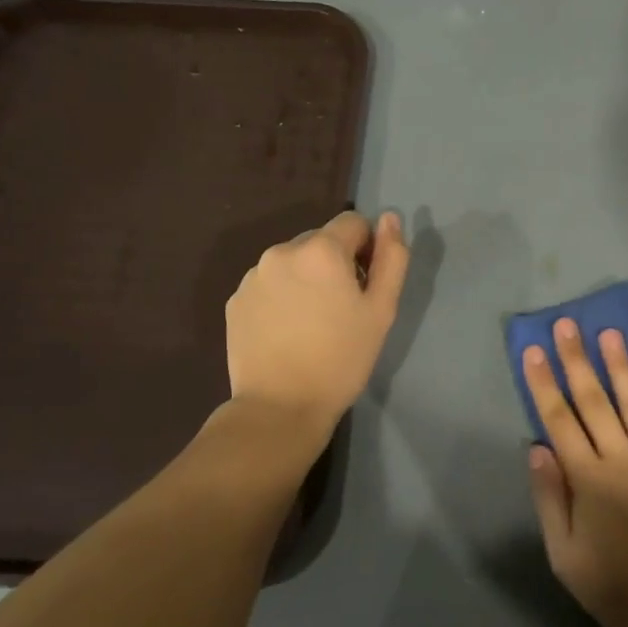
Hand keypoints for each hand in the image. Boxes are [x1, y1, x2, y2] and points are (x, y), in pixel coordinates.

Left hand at [225, 211, 408, 434]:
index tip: (366, 286)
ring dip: (307, 279)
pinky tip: (287, 332)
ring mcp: (253, 276)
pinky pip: (269, 284)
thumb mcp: (382, 310)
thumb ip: (392, 258)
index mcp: (321, 249)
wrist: (280, 407)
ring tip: (312, 324)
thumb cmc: (341, 359)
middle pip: (321, 241)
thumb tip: (390, 218)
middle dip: (335, 264)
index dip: (367, 249)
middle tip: (341, 310)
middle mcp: (282, 251)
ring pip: (293, 263)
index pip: (353, 223)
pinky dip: (282, 297)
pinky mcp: (235, 300)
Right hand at [523, 320, 627, 626]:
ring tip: (610, 334)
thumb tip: (537, 449)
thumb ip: (551, 499)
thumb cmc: (616, 587)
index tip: (534, 351)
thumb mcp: (565, 556)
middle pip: (595, 401)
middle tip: (569, 324)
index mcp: (588, 479)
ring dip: (621, 367)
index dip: (544, 384)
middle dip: (578, 361)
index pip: (560, 420)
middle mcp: (623, 459)